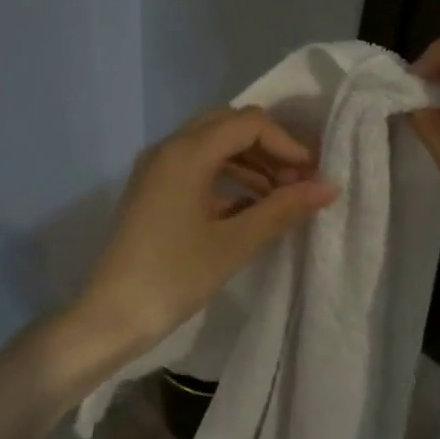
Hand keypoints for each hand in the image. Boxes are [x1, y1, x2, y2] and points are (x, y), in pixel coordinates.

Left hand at [71, 107, 338, 356]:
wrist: (111, 315)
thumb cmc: (174, 276)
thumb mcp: (235, 242)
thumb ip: (282, 208)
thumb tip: (328, 187)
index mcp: (186, 152)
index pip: (248, 124)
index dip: (287, 143)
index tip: (312, 175)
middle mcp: (168, 148)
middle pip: (229, 126)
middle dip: (268, 149)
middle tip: (298, 182)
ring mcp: (156, 169)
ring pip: (212, 146)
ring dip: (249, 163)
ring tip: (281, 197)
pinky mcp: (152, 190)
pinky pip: (195, 168)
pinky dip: (226, 179)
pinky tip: (250, 209)